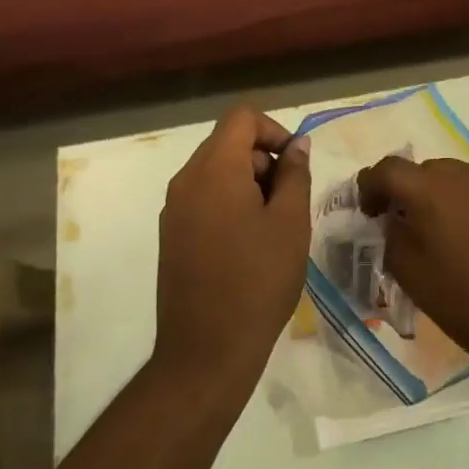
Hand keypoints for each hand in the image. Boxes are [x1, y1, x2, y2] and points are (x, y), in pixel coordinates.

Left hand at [154, 106, 310, 411]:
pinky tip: (249, 244)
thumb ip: (295, 174)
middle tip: (289, 202)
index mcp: (214, 169)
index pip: (242, 117)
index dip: (274, 130)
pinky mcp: (171, 234)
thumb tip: (297, 144)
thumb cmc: (258, 280)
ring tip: (273, 226)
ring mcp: (174, 208)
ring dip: (249, 183)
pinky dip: (230, 203)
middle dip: (264, 160)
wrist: (207, 351)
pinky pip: (204, 197)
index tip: (295, 165)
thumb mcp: (291, 222)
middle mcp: (186, 180)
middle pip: (228, 142)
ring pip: (217, 171)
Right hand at [357, 157, 468, 382]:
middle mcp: (465, 175)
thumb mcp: (418, 282)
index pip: (387, 169)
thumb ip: (395, 241)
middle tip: (405, 229)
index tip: (368, 213)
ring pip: (456, 181)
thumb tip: (394, 221)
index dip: (369, 187)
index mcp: (431, 190)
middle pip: (423, 172)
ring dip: (441, 200)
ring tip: (444, 238)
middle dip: (407, 194)